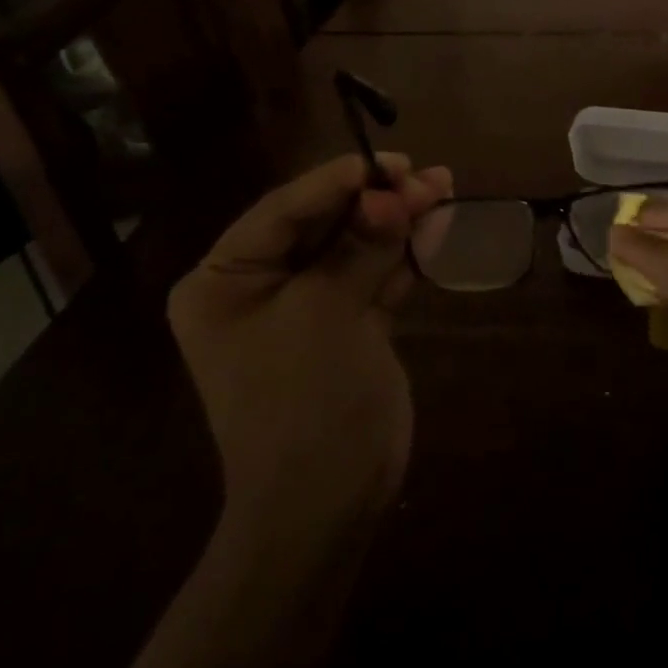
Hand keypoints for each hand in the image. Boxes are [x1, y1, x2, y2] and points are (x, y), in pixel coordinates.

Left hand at [168, 154, 451, 525]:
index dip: (335, 181)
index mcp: (225, 281)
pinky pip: (375, 274)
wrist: (326, 504)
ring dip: (398, 219)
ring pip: (357, 245)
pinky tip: (437, 225)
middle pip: (324, 223)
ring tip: (443, 186)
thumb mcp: (326, 311)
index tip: (384, 162)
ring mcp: (308, 306)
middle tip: (423, 175)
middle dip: (376, 199)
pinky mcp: (347, 324)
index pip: (282, 211)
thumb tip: (392, 193)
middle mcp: (261, 287)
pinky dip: (405, 252)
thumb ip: (360, 245)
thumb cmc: (303, 400)